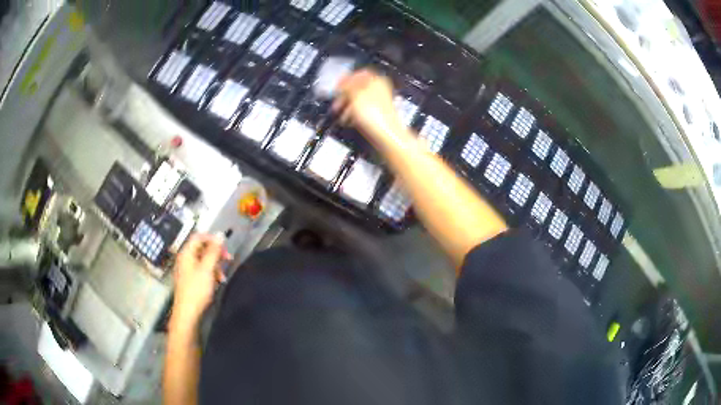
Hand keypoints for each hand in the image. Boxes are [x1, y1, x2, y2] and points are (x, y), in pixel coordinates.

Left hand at [171, 234, 227, 329]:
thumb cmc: (196, 290)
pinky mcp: (190, 280)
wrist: (188, 313)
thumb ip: (214, 251)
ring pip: (203, 260)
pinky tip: (218, 281)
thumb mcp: (207, 269)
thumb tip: (220, 235)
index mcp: (186, 253)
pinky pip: (202, 270)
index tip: (225, 245)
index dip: (212, 238)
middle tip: (228, 259)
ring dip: (215, 264)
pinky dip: (211, 272)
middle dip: (216, 252)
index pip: (199, 236)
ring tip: (223, 274)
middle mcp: (185, 259)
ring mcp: (187, 270)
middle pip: (201, 248)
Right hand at [333, 70, 402, 144]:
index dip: (347, 79)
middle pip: (358, 87)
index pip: (359, 73)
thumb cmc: (374, 114)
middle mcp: (380, 89)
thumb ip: (347, 86)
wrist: (386, 134)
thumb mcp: (355, 95)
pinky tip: (348, 120)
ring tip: (339, 113)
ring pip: (359, 100)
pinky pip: (363, 111)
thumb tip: (342, 80)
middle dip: (345, 94)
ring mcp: (380, 103)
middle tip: (336, 100)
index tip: (338, 85)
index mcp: (376, 80)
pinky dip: (354, 114)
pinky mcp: (378, 115)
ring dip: (347, 106)